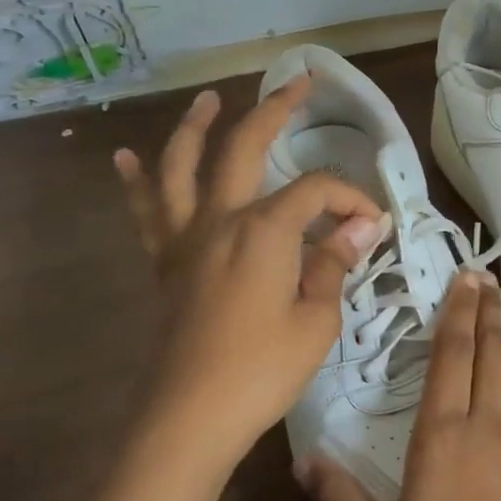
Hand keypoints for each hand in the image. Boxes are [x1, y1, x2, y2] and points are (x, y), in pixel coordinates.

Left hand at [114, 78, 387, 459]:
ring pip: (182, 166)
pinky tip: (125, 156)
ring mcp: (185, 239)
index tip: (375, 225)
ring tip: (211, 99)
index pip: (317, 193)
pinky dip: (137, 180)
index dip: (351, 199)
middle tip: (300, 83)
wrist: (189, 417)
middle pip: (245, 147)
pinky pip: (147, 211)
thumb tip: (362, 224)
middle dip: (276, 110)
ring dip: (197, 126)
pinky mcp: (165, 264)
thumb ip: (334, 263)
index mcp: (263, 231)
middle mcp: (220, 219)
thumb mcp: (317, 319)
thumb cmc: (262, 370)